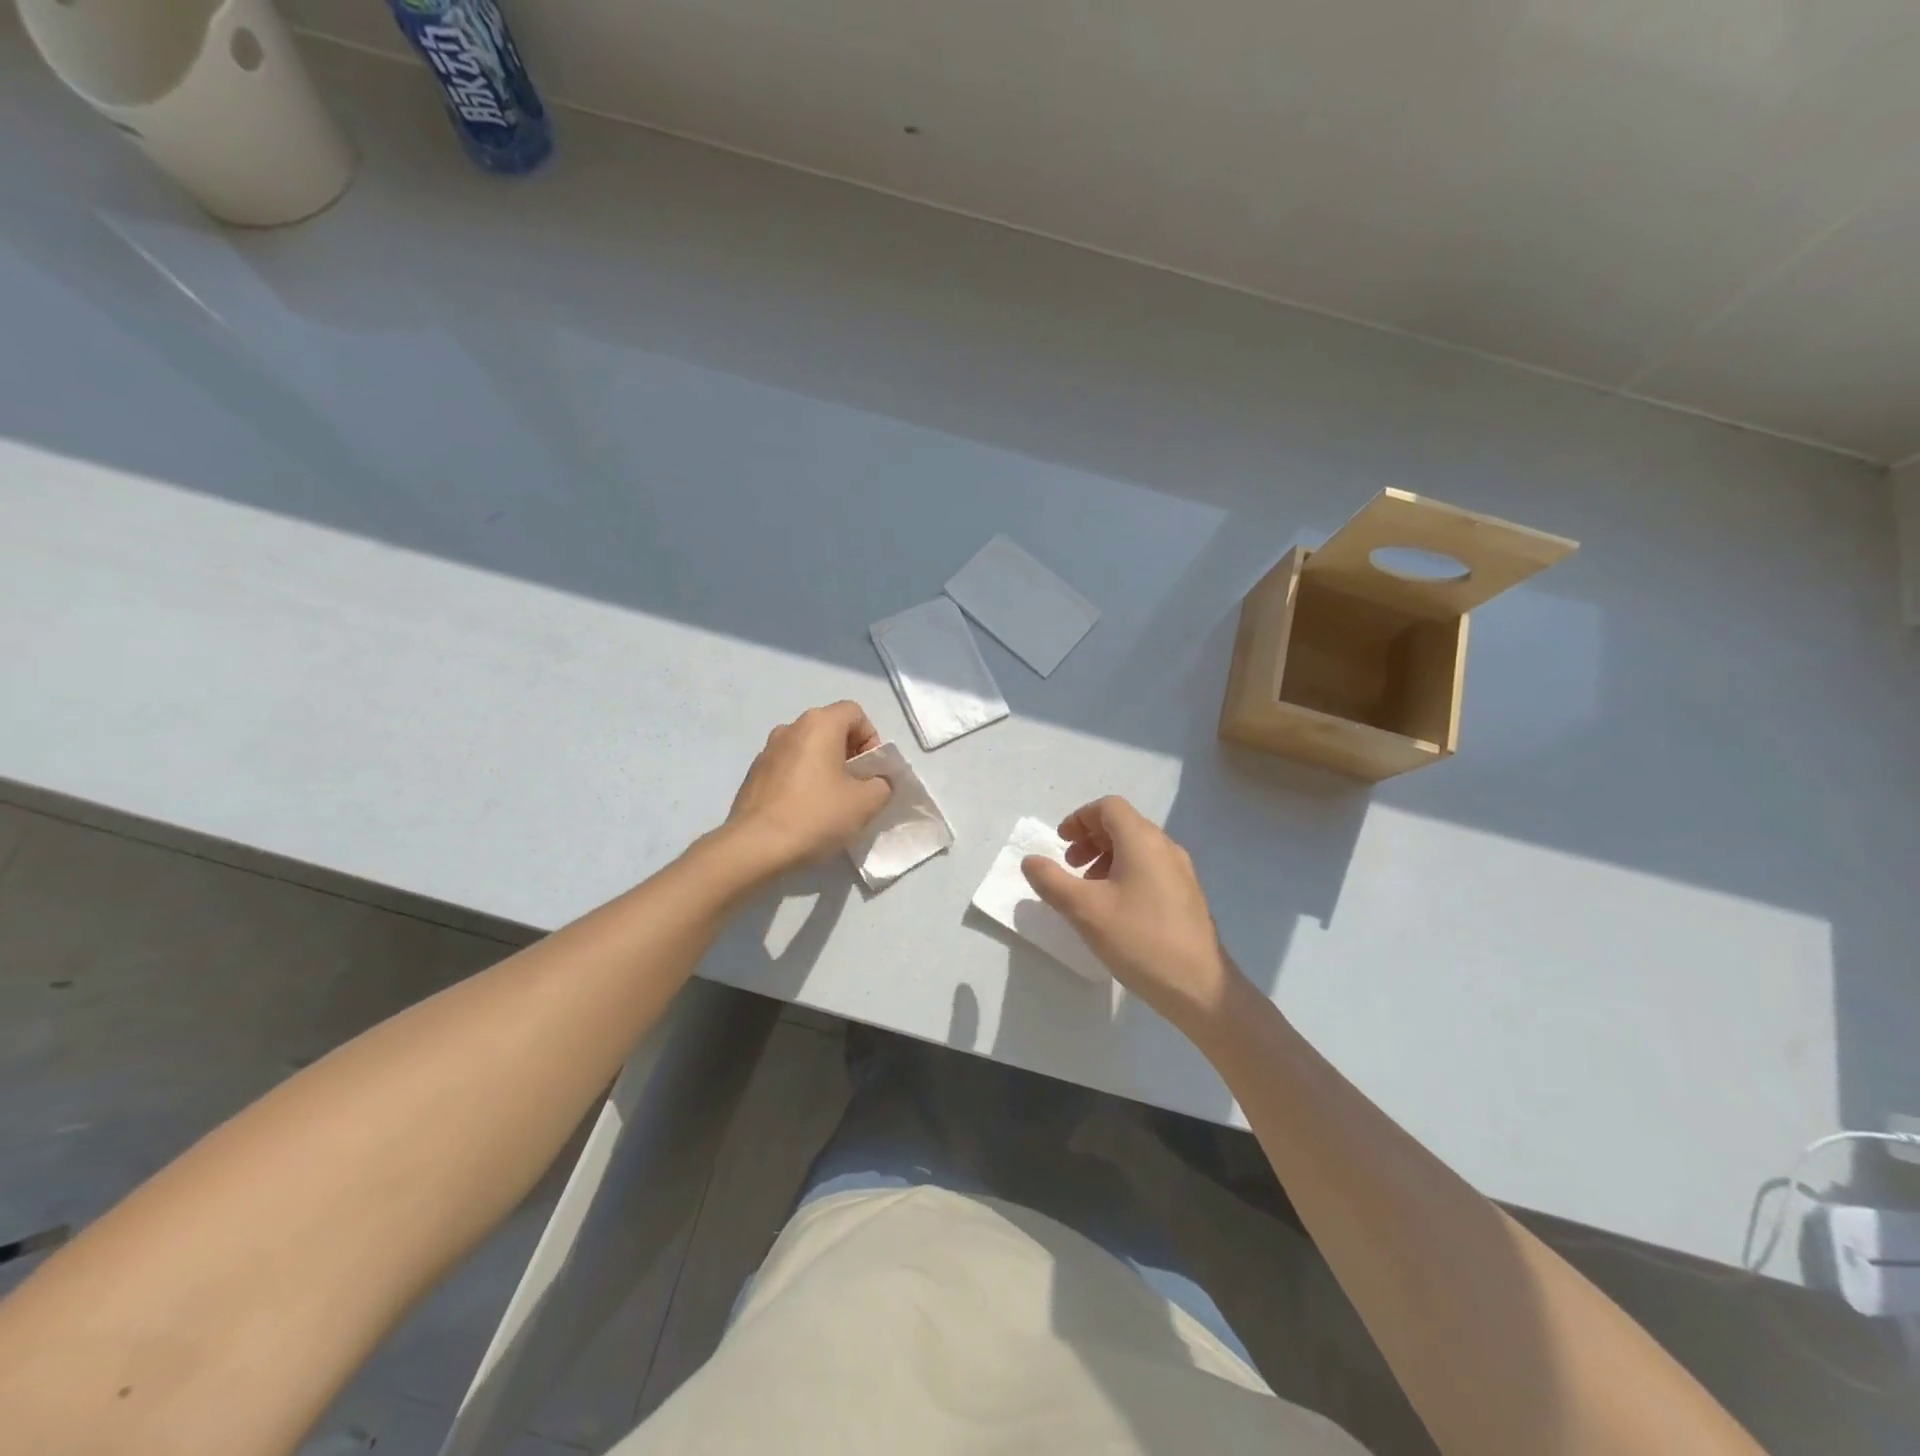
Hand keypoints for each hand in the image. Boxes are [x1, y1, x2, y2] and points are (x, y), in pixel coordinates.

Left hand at [723, 702, 891, 874]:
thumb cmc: (816, 815)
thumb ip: (881, 784)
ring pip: (808, 749)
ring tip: (830, 802)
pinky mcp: (754, 774)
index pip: (855, 713)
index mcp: (819, 724)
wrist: (755, 847)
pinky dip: (802, 781)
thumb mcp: (866, 803)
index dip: (871, 739)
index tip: (870, 771)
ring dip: (824, 768)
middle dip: (849, 755)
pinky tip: (804, 811)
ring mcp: (767, 750)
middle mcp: (790, 728)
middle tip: (855, 788)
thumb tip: (875, 782)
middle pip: (830, 730)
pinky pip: (788, 768)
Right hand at [1022, 797, 1250, 1040]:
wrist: (1200, 987)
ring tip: (1088, 889)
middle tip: (1070, 866)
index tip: (1061, 844)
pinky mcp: (1187, 895)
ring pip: (1137, 847)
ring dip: (1106, 857)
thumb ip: (1051, 880)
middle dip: (1090, 838)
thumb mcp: (1084, 910)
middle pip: (1123, 824)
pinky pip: (1150, 867)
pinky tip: (1115, 908)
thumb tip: (1030, 860)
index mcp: (1142, 840)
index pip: (1108, 807)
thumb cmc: (1139, 940)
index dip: (1079, 819)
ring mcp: (1180, 871)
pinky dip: (1125, 873)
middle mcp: (1165, 847)